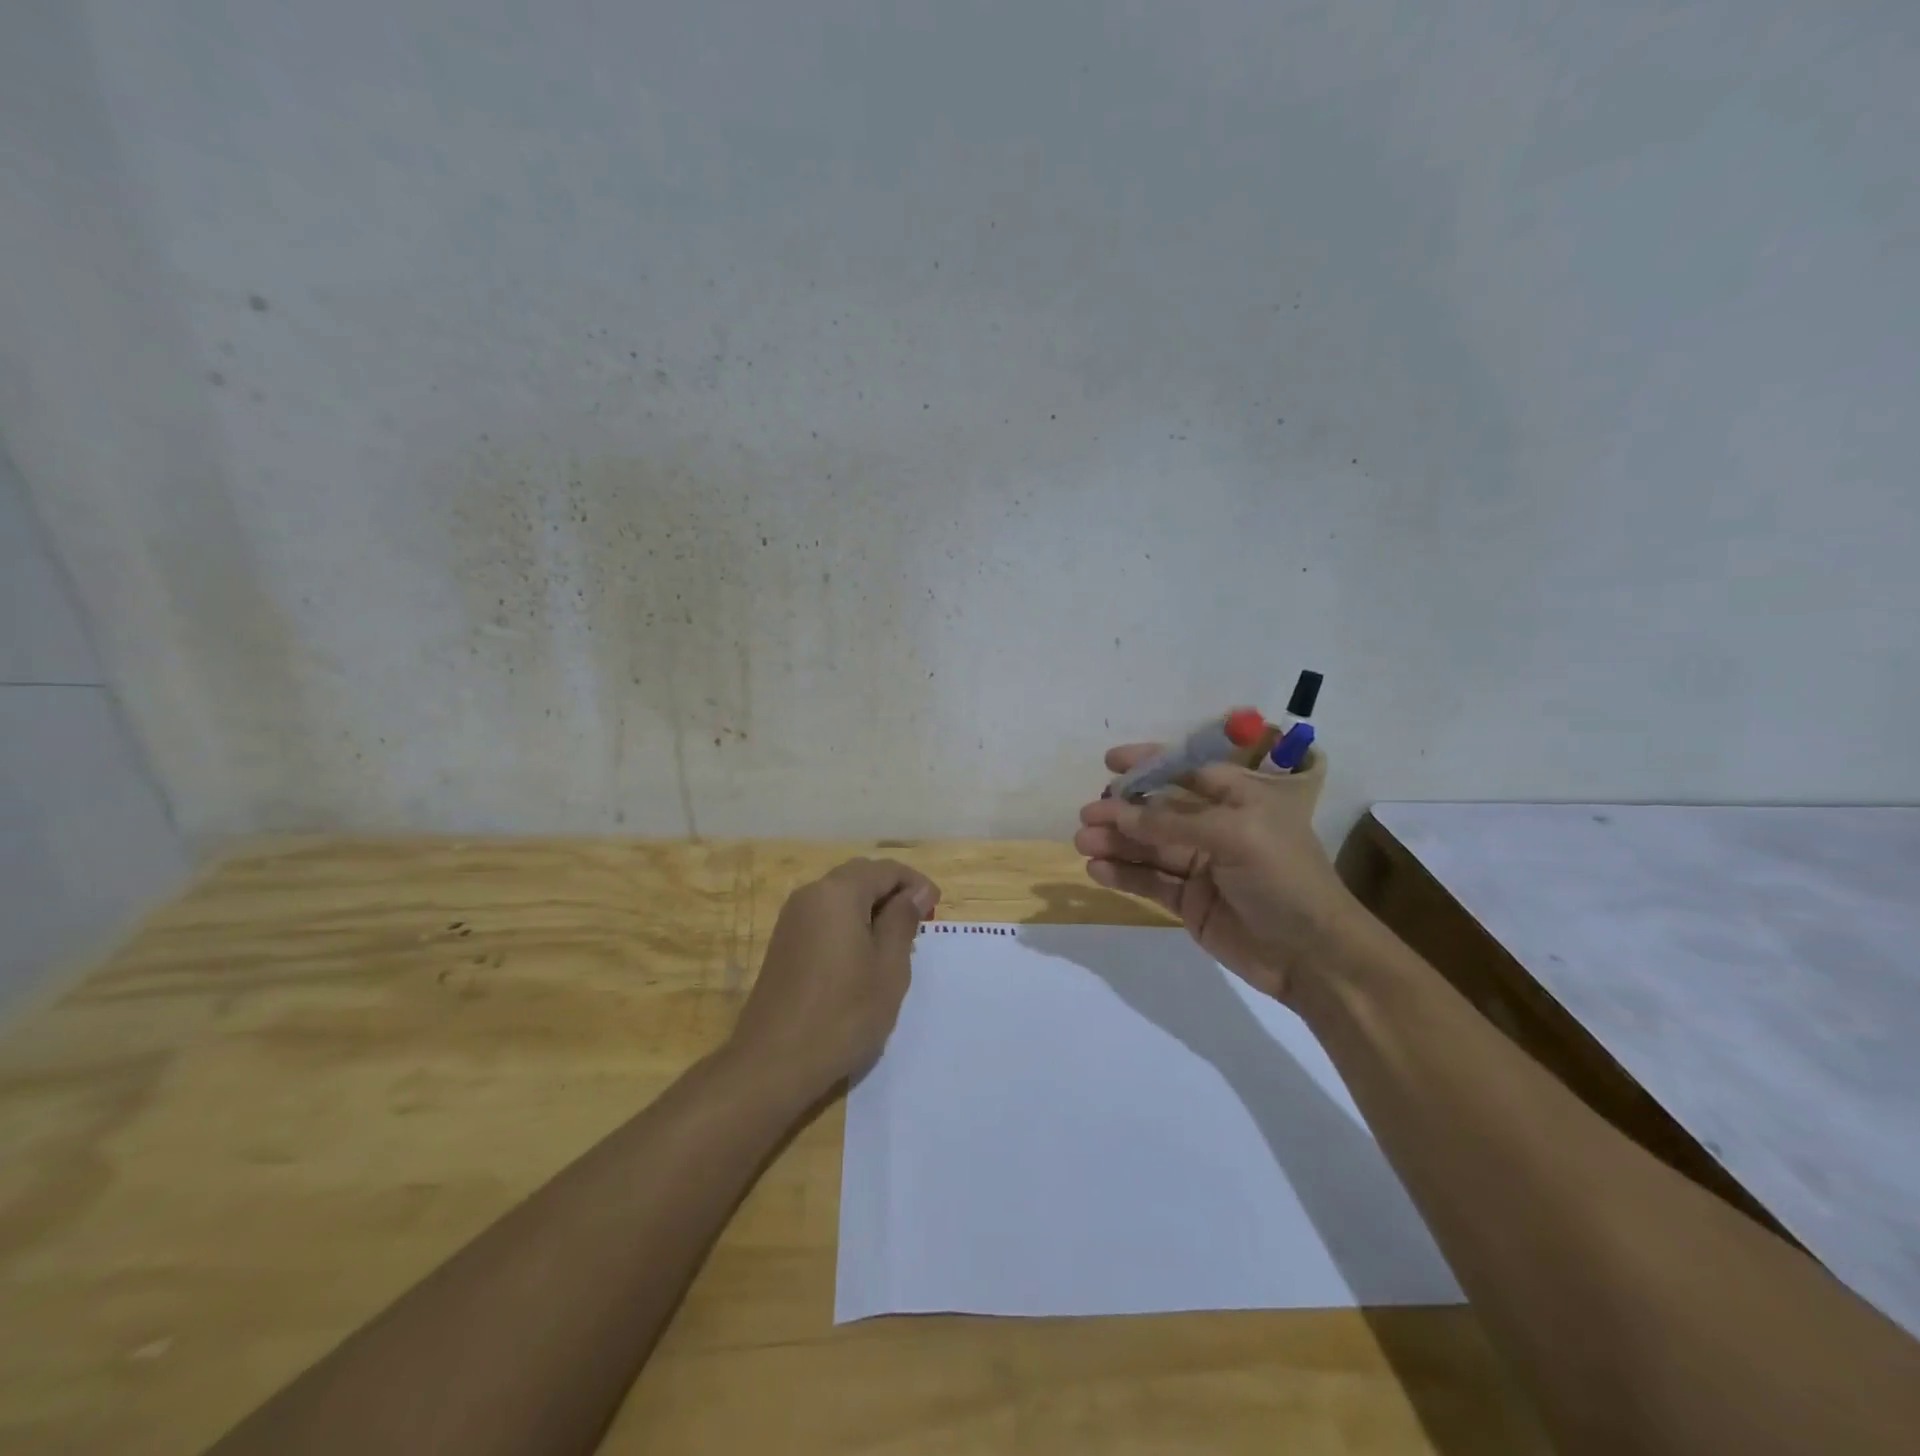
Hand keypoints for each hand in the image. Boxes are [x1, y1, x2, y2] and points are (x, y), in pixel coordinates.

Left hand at [732, 857, 940, 1094]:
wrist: (773, 1062)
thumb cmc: (843, 1013)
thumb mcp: (889, 966)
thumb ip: (903, 920)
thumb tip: (916, 892)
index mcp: (838, 893)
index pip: (885, 870)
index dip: (916, 884)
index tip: (936, 911)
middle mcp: (810, 895)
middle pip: (860, 877)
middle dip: (893, 893)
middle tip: (920, 925)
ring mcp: (792, 919)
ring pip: (841, 898)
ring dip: (872, 910)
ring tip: (896, 945)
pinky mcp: (784, 943)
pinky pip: (825, 918)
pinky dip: (850, 925)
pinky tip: (864, 959)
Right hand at [1074, 745, 1356, 1002]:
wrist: (1313, 956)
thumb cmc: (1284, 879)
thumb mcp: (1234, 836)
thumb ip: (1172, 822)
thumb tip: (1119, 811)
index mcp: (1239, 799)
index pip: (1187, 771)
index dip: (1149, 764)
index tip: (1110, 762)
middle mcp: (1217, 828)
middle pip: (1160, 811)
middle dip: (1123, 810)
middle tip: (1087, 814)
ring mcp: (1200, 867)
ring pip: (1149, 847)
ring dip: (1116, 842)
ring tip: (1082, 842)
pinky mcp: (1188, 902)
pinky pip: (1149, 881)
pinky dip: (1123, 875)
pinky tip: (1097, 870)